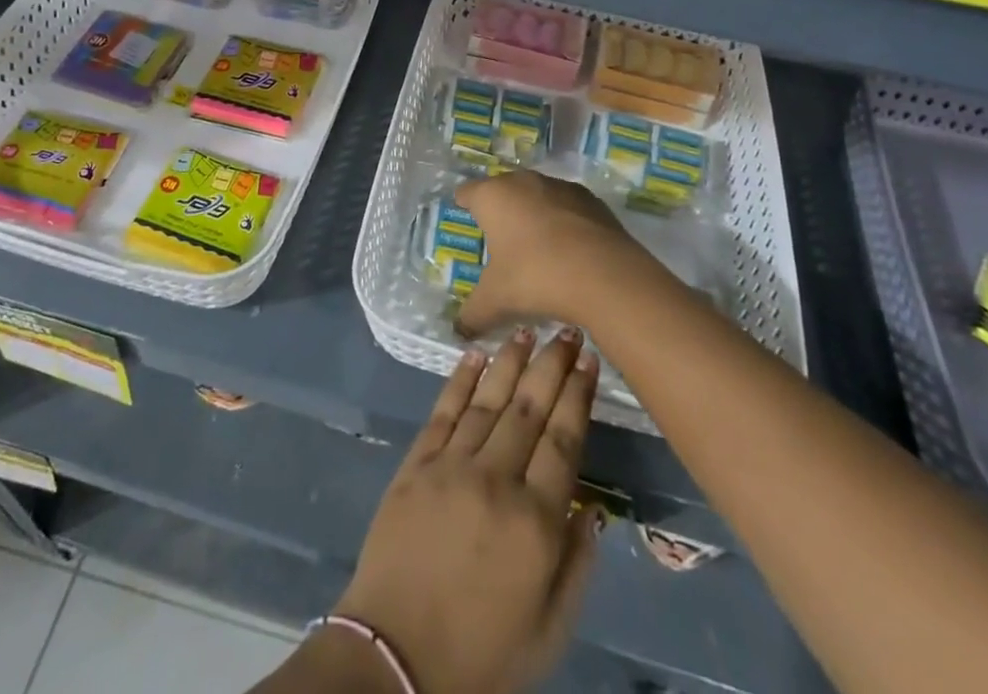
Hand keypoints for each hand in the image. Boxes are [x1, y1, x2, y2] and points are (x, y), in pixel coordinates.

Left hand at [333, 328, 602, 693]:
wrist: (395, 657)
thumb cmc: (481, 652)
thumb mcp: (549, 631)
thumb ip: (577, 565)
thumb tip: (592, 507)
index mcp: (535, 522)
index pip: (564, 440)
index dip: (578, 395)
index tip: (588, 360)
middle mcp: (496, 480)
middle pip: (530, 408)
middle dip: (551, 364)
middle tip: (567, 329)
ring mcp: (451, 466)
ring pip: (488, 399)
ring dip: (510, 360)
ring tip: (528, 329)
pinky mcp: (416, 464)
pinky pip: (443, 411)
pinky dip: (460, 379)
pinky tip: (475, 354)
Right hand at [452, 170, 657, 338]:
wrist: (606, 275)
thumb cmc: (536, 277)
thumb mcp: (496, 301)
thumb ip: (472, 314)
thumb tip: (459, 330)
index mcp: (492, 196)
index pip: (467, 193)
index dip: (464, 206)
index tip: (466, 219)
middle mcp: (523, 181)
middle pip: (502, 190)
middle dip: (500, 212)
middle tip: (499, 240)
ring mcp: (559, 187)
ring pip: (536, 196)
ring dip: (533, 215)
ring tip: (536, 248)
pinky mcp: (590, 200)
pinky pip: (566, 208)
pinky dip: (563, 222)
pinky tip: (568, 251)